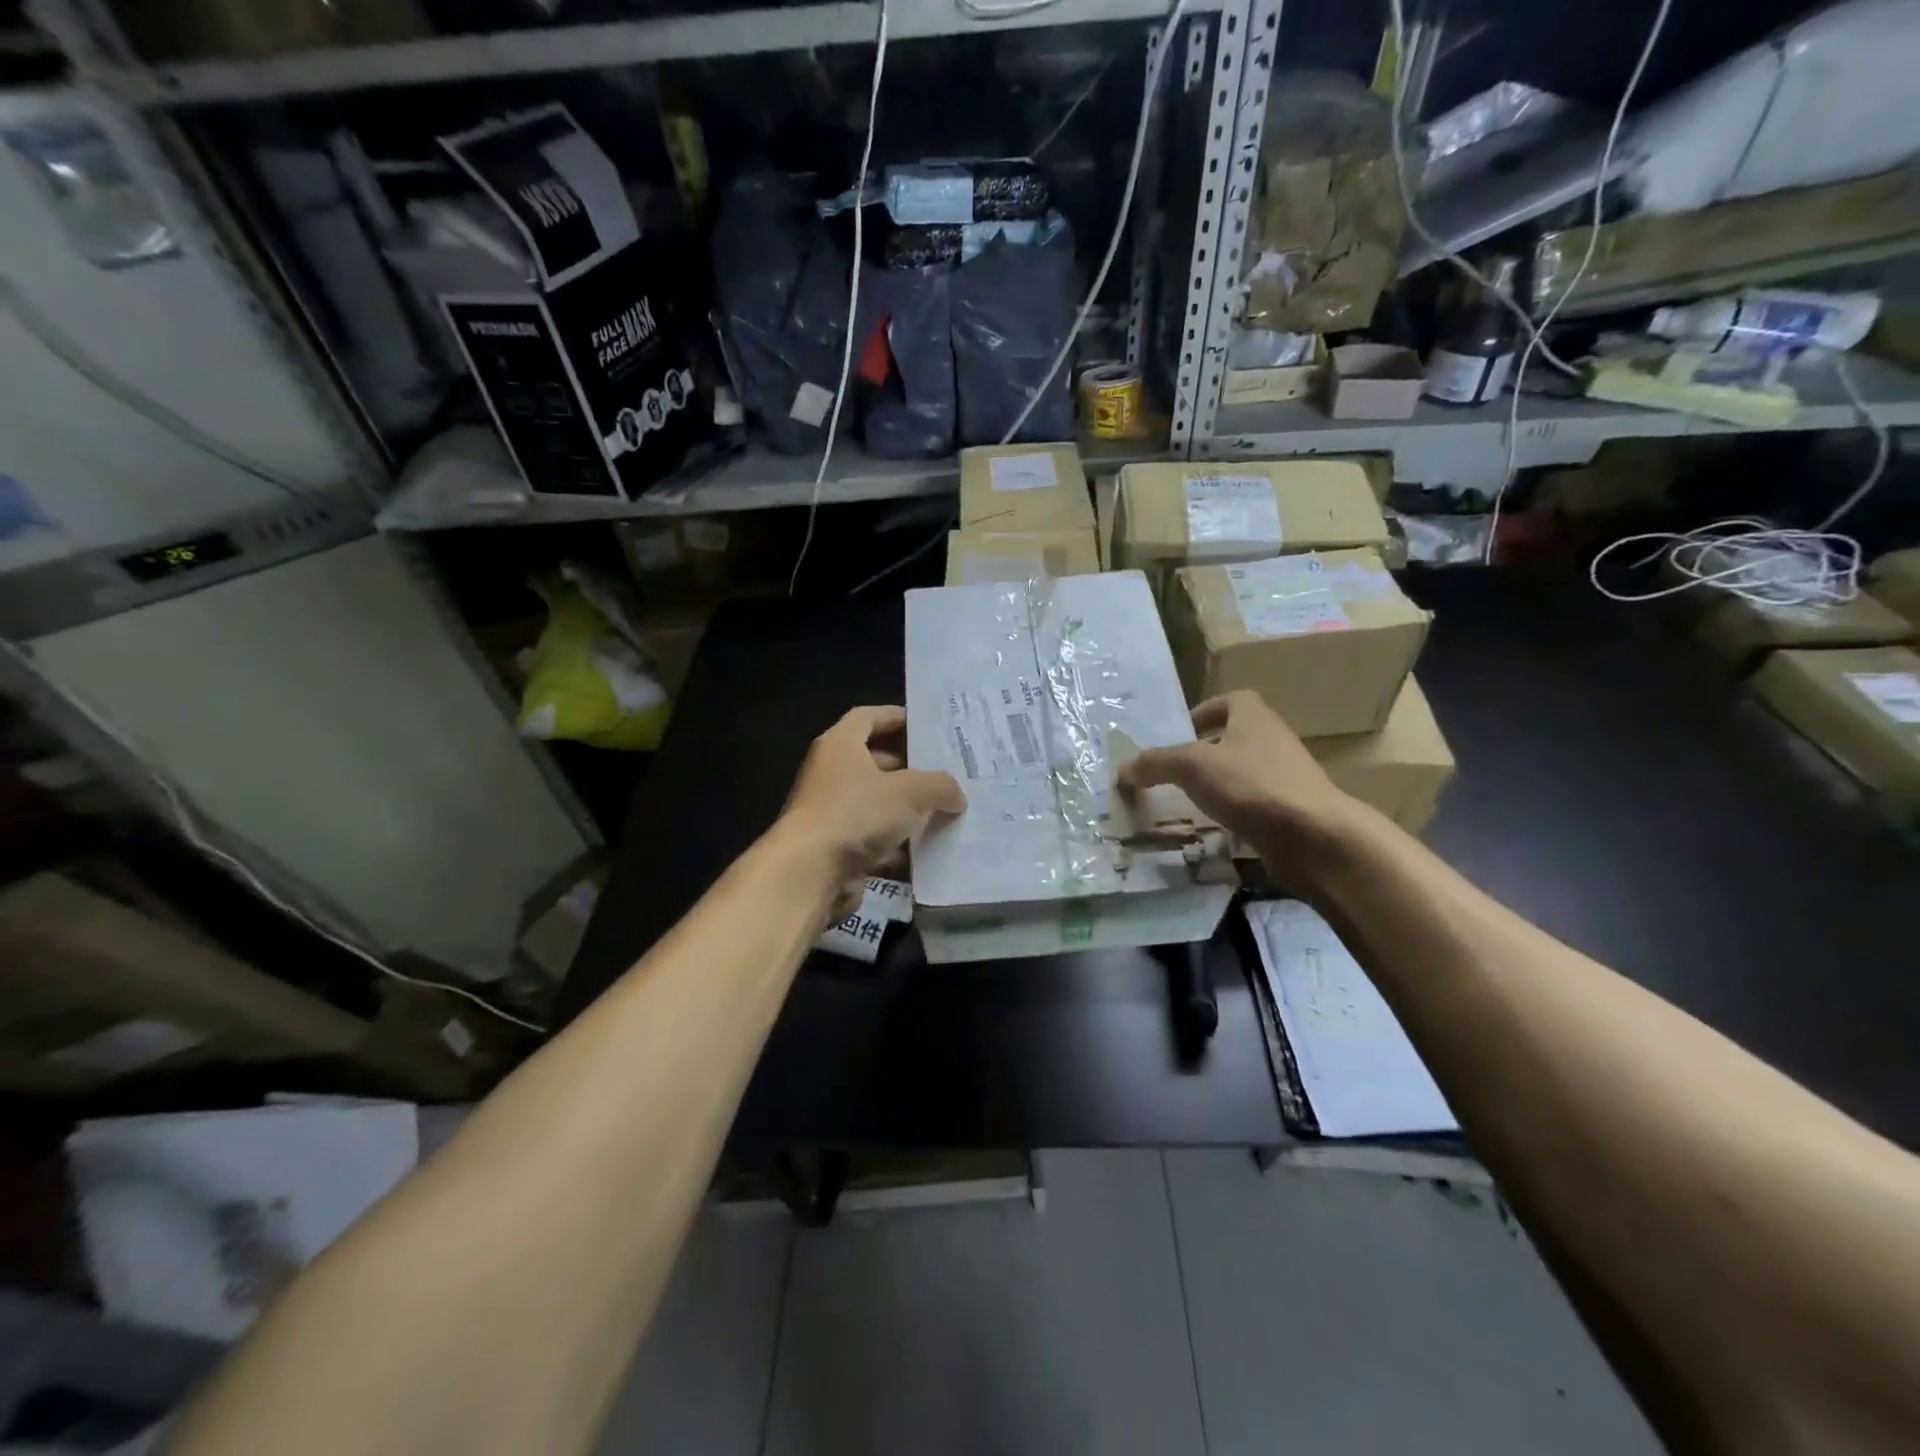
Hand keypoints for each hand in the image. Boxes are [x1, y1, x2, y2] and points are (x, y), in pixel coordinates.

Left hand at [780, 706, 965, 893]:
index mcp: (841, 745)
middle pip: (874, 762)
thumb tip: (955, 795)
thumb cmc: (857, 814)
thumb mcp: (912, 791)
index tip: (927, 726)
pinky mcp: (834, 848)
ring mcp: (830, 813)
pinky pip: (873, 840)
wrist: (809, 874)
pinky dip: (897, 846)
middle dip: (910, 769)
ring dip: (907, 811)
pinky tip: (926, 854)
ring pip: (876, 805)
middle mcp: (831, 773)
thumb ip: (940, 786)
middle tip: (946, 774)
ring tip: (945, 814)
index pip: (868, 717)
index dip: (897, 717)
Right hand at [1117, 691, 1358, 862]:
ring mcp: (1285, 779)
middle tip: (1174, 772)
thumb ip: (1155, 763)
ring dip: (1216, 786)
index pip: (1231, 700)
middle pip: (1235, 739)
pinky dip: (1231, 816)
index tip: (1183, 732)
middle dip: (1205, 753)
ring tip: (1185, 804)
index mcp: (1254, 717)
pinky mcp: (1289, 813)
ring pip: (1243, 775)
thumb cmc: (1252, 785)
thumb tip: (1122, 769)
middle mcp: (1273, 742)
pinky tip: (1211, 832)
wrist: (1314, 837)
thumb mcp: (1192, 766)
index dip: (1206, 710)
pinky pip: (1252, 807)